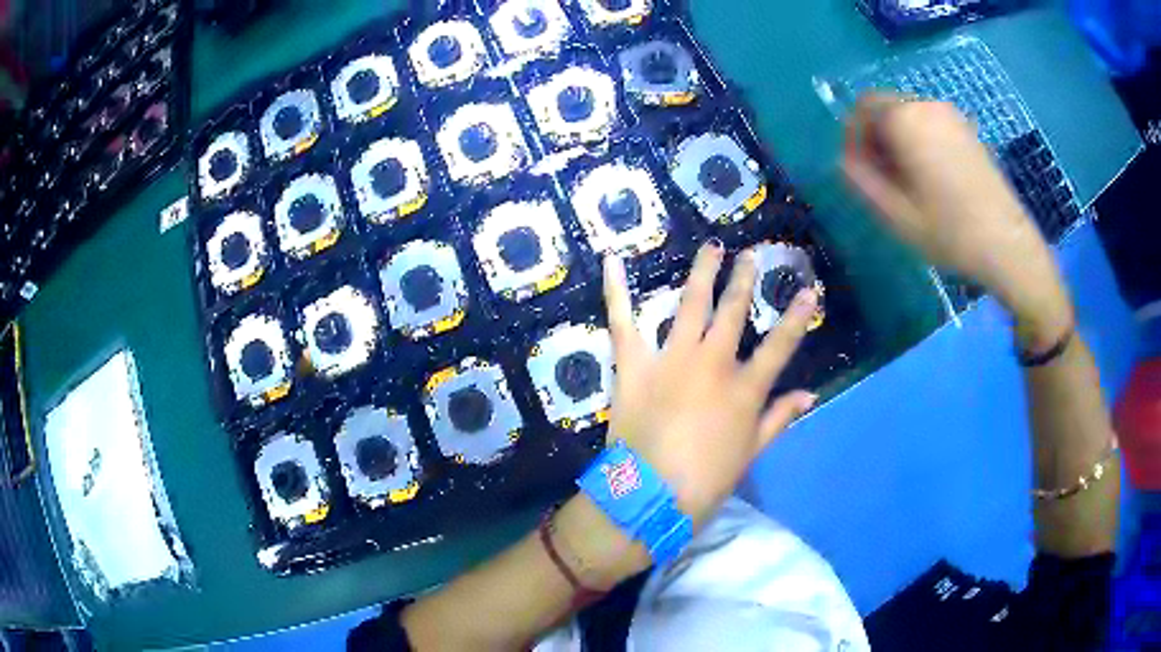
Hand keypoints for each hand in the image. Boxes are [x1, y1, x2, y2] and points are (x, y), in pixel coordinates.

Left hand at [601, 243, 818, 526]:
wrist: (649, 498)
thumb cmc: (705, 482)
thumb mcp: (751, 453)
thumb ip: (779, 418)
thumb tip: (811, 394)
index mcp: (744, 389)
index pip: (781, 345)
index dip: (798, 317)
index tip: (810, 289)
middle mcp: (712, 363)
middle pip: (733, 312)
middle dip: (744, 280)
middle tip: (750, 256)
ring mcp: (671, 359)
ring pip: (691, 303)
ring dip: (703, 272)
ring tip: (713, 247)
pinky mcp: (633, 365)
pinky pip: (622, 321)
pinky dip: (615, 290)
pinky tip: (611, 260)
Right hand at [841, 95, 1071, 348]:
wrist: (1007, 244)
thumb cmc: (950, 231)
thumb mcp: (895, 215)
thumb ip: (860, 180)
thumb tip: (845, 160)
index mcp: (905, 119)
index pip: (862, 108)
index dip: (852, 135)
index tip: (856, 167)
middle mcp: (926, 105)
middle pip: (885, 107)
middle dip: (875, 136)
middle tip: (880, 176)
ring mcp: (951, 114)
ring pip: (907, 115)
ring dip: (897, 138)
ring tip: (906, 179)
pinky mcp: (967, 129)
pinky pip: (929, 123)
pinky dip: (919, 139)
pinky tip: (929, 175)